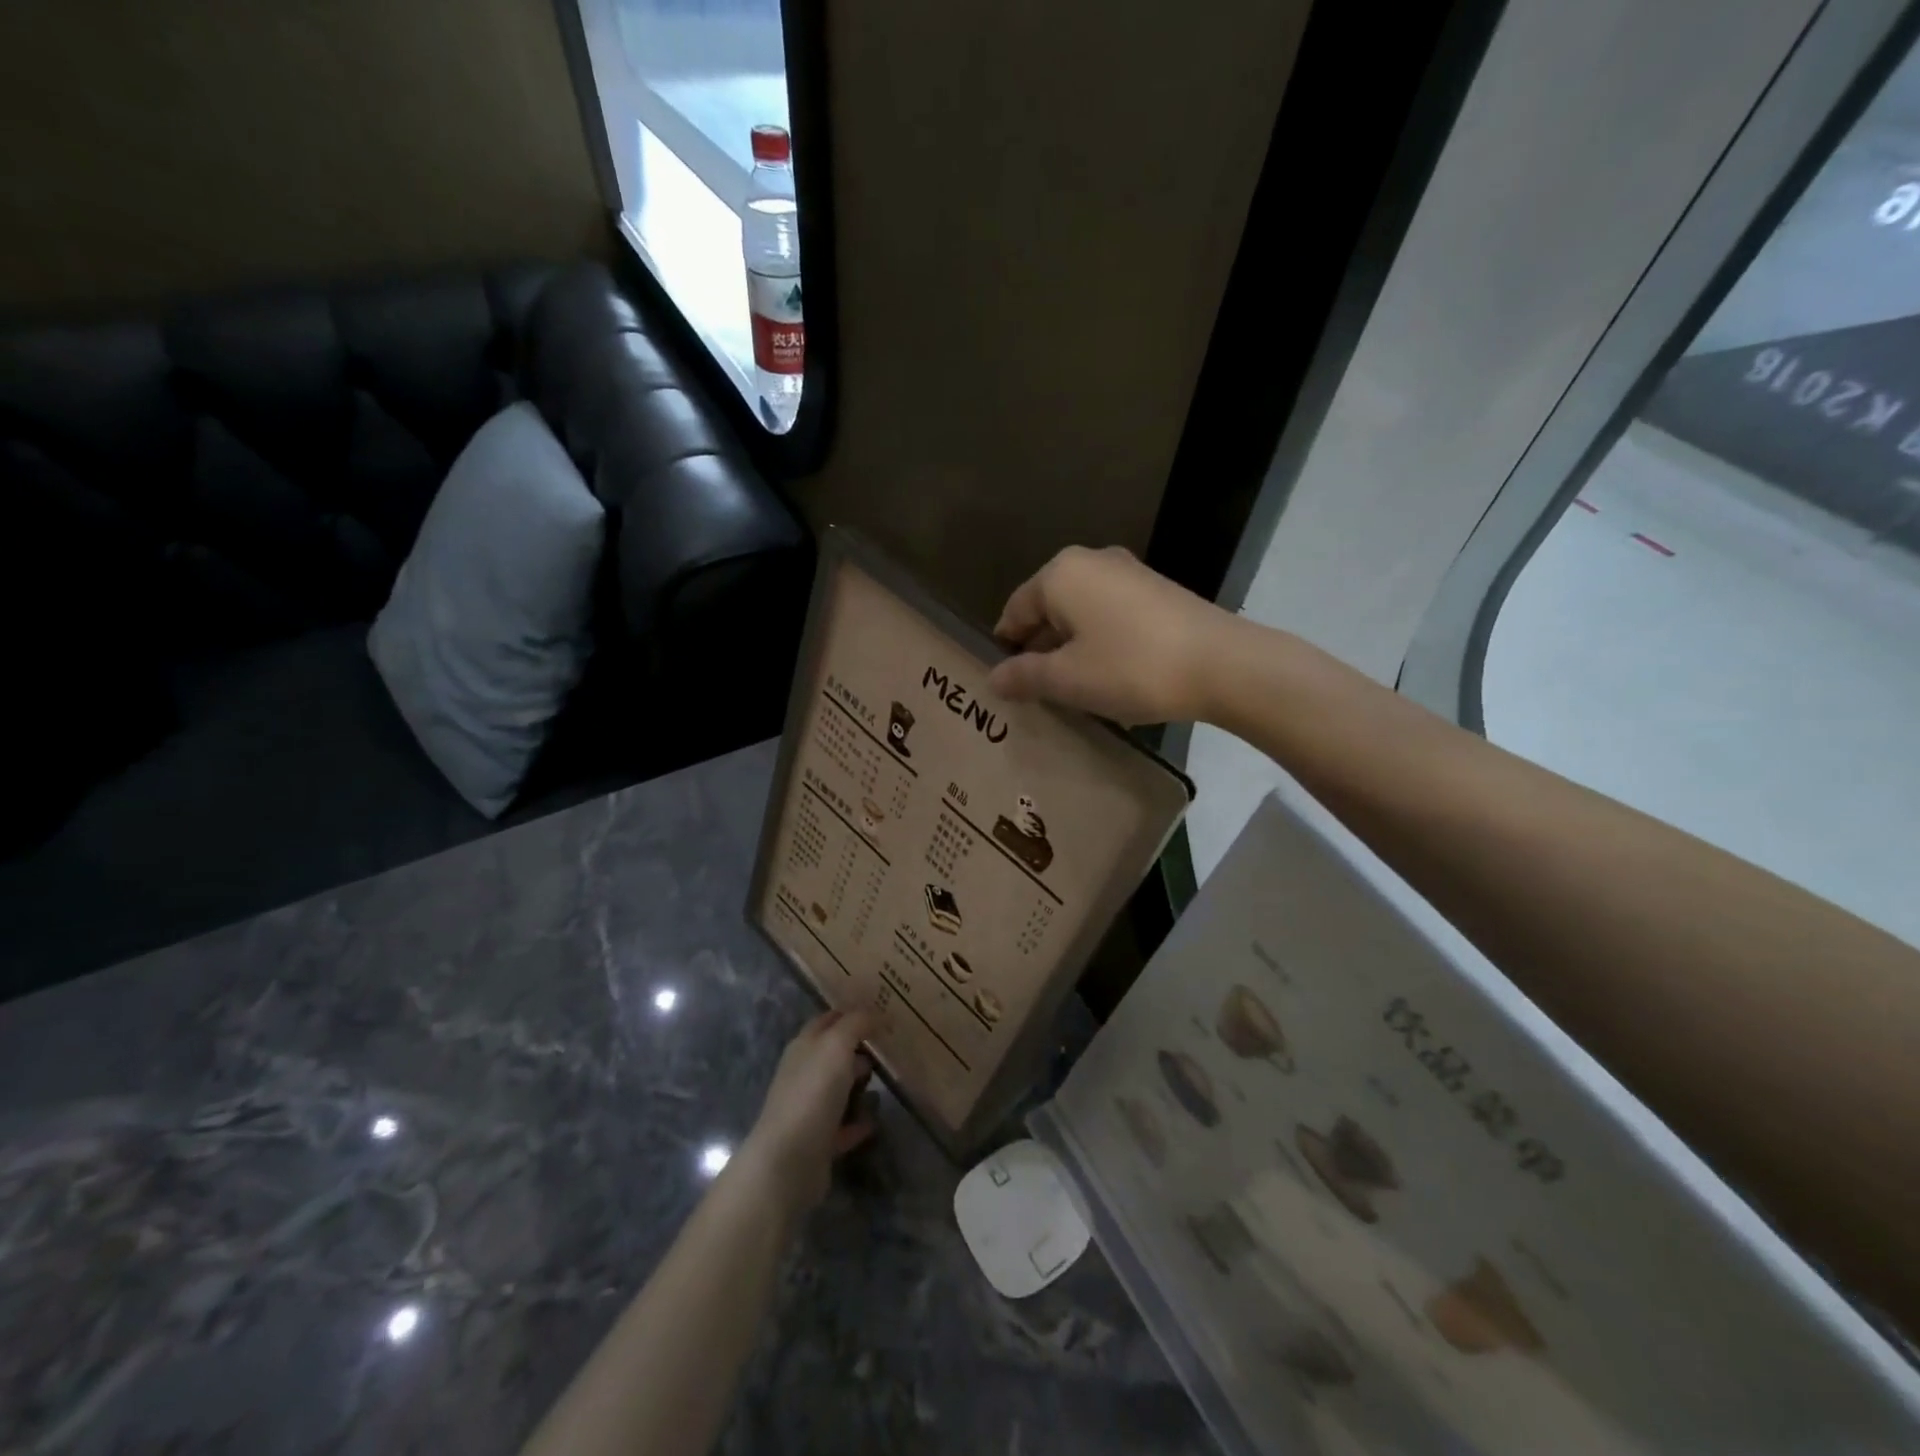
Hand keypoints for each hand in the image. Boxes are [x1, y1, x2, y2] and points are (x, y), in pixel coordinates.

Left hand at [738, 1007, 877, 1214]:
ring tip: (888, 1082)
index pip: (828, 1020)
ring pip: (838, 1089)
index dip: (851, 1013)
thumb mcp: (836, 1046)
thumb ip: (856, 1024)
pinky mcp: (818, 1141)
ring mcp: (809, 1108)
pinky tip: (874, 1121)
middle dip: (859, 1049)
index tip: (881, 1011)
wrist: (789, 1161)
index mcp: (804, 1046)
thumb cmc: (812, 1093)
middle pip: (834, 1054)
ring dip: (859, 1085)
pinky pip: (843, 1125)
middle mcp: (804, 1073)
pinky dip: (858, 1122)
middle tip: (892, 1046)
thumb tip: (875, 1012)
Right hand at [987, 546, 1237, 725]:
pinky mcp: (1156, 590)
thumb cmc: (1130, 668)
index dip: (1006, 648)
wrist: (1221, 664)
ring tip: (1073, 688)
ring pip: (1080, 612)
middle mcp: (1090, 562)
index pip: (1015, 611)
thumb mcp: (1068, 679)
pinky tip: (1109, 674)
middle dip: (1039, 648)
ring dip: (1071, 647)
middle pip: (1048, 608)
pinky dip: (1100, 641)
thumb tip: (993, 678)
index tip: (1007, 684)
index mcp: (1060, 574)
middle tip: (1037, 691)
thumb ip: (1024, 676)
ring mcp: (1128, 572)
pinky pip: (1110, 614)